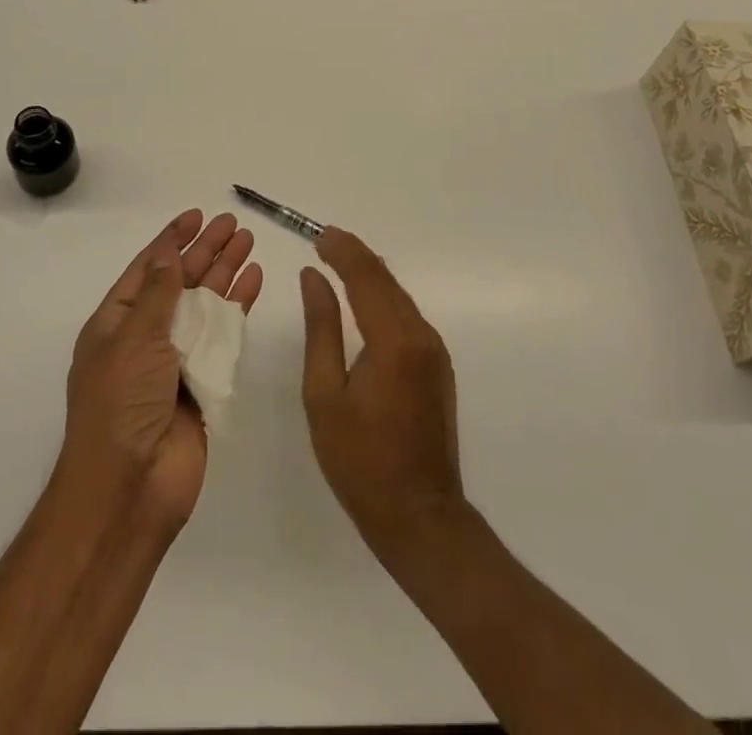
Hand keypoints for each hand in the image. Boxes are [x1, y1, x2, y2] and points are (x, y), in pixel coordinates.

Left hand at [62, 209, 262, 531]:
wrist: (131, 488)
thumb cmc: (121, 404)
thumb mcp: (133, 338)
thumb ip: (157, 293)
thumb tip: (168, 252)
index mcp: (116, 324)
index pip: (146, 270)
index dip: (171, 240)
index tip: (195, 216)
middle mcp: (146, 337)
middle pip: (180, 282)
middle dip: (204, 251)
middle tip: (232, 223)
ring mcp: (176, 360)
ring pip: (205, 304)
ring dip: (225, 272)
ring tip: (248, 241)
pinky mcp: (204, 381)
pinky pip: (223, 335)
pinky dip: (238, 307)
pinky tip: (254, 281)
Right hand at [300, 228, 465, 557]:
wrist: (420, 517)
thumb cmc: (360, 461)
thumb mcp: (324, 394)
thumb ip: (321, 328)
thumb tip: (313, 277)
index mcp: (394, 341)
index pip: (367, 276)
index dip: (342, 250)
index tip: (317, 235)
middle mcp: (422, 336)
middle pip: (386, 280)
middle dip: (355, 255)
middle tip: (323, 240)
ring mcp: (434, 351)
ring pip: (399, 295)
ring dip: (369, 274)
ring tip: (336, 260)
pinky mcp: (437, 365)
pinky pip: (407, 315)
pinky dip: (382, 296)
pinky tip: (362, 297)